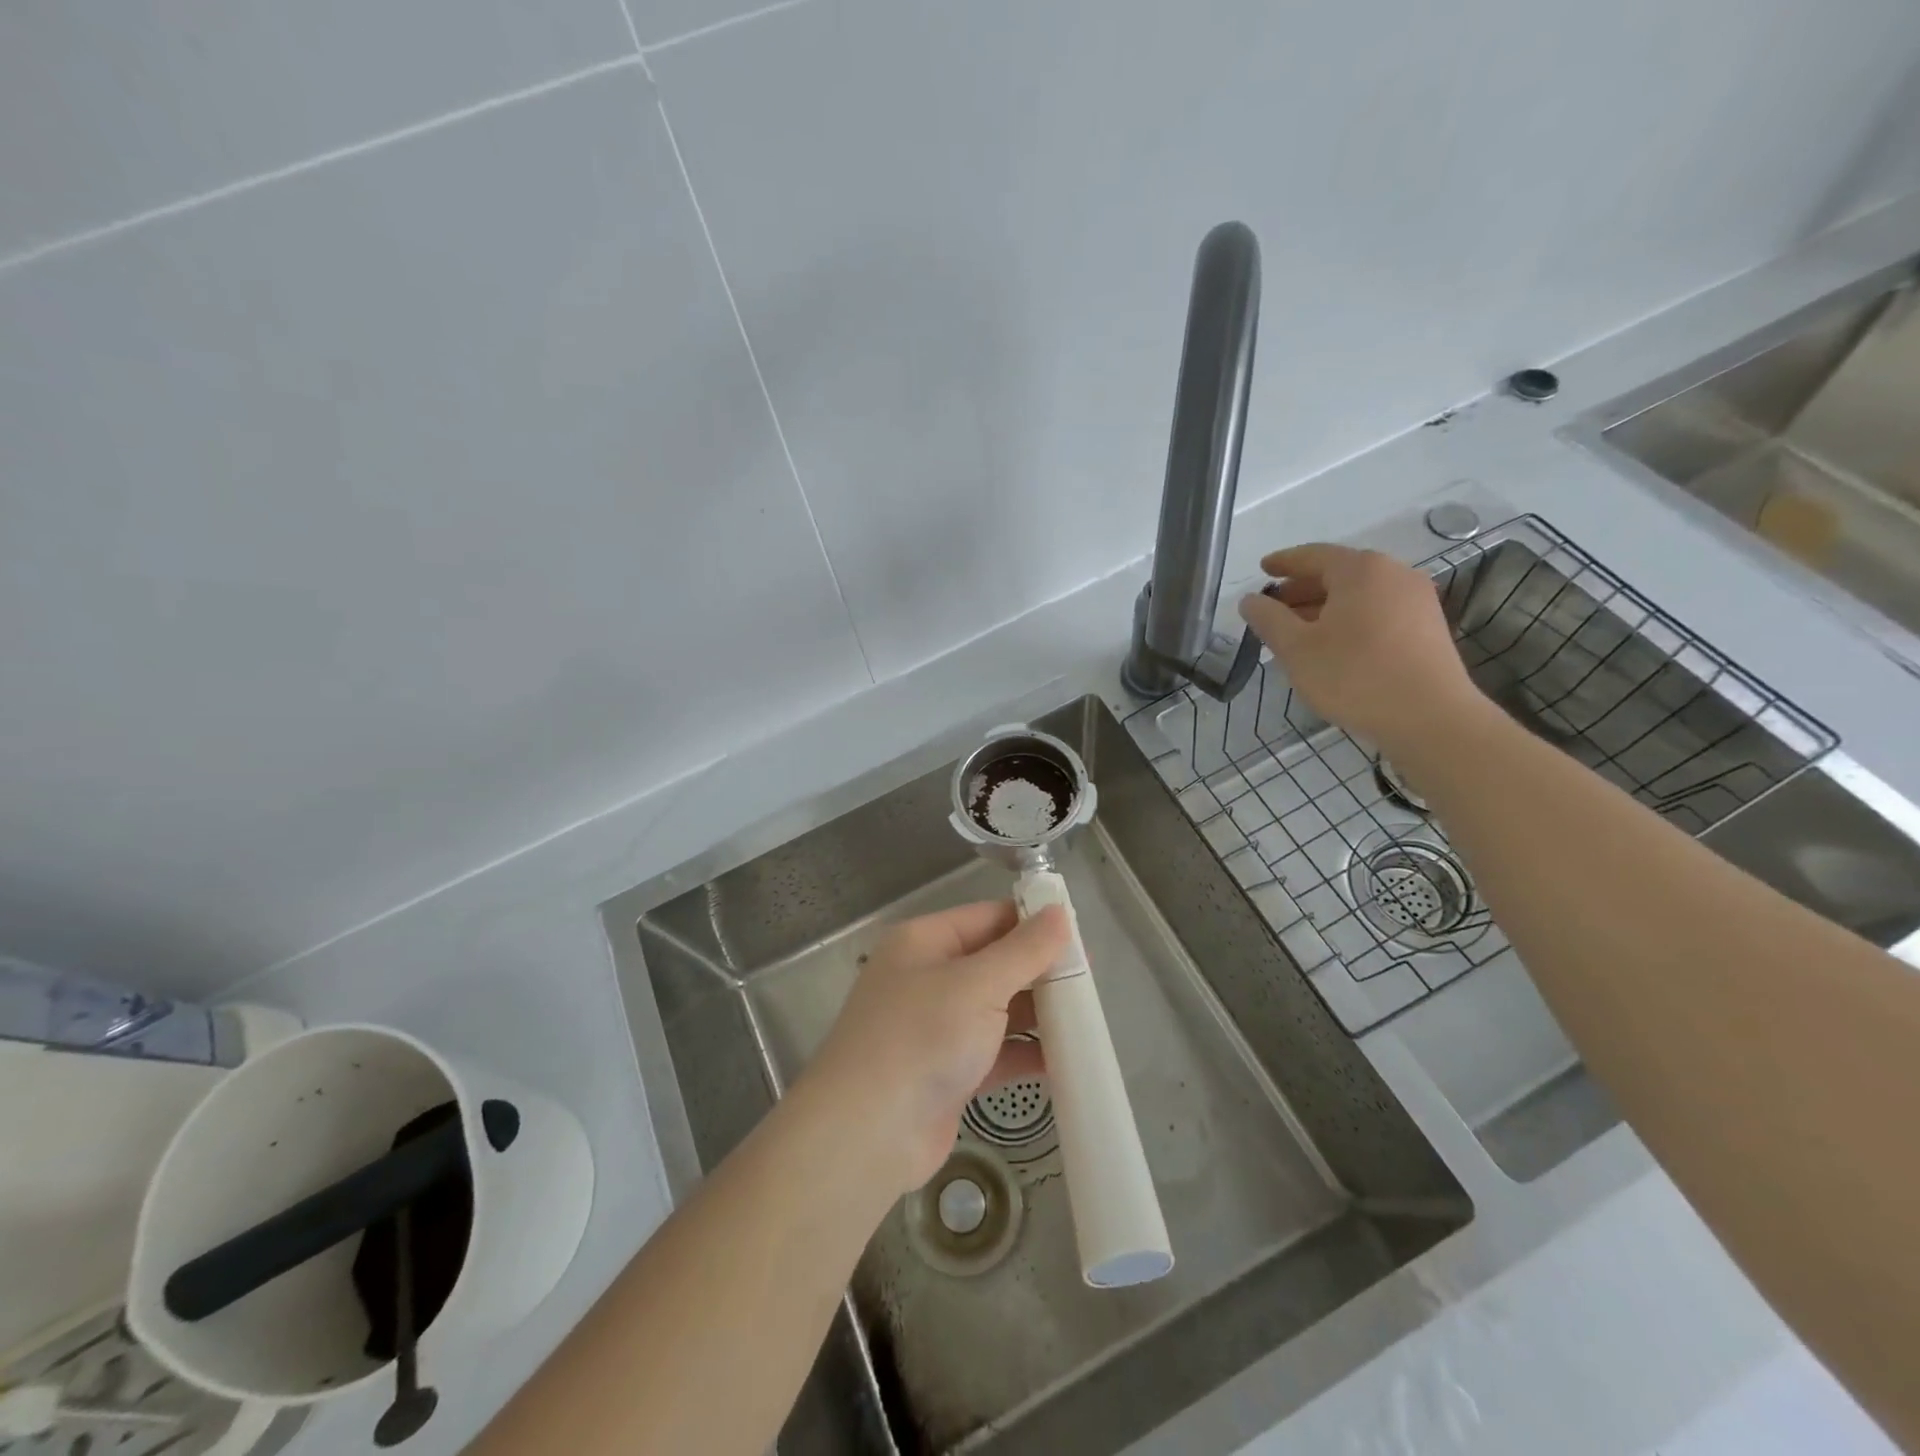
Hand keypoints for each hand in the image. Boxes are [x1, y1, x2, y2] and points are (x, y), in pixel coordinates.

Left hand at [804, 901, 1069, 1193]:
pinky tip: (1063, 1061)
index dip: (1033, 923)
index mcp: (925, 941)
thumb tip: (1060, 912)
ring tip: (1086, 1020)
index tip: (1081, 937)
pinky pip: (994, 1051)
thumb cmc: (921, 1038)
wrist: (867, 1134)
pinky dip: (1023, 1053)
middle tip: (1090, 982)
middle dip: (1039, 971)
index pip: (988, 917)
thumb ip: (1024, 950)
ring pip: (997, 1008)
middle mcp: (927, 977)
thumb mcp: (978, 984)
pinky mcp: (946, 1071)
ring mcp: (935, 1026)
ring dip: (1036, 1014)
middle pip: (994, 962)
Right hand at [1237, 543, 1486, 756]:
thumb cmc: (1354, 676)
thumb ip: (1268, 619)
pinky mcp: (1428, 627)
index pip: (1312, 555)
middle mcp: (1393, 574)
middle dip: (1302, 589)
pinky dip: (1350, 619)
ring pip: (1359, 595)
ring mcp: (1416, 600)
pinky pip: (1378, 611)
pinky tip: (1333, 646)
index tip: (1262, 569)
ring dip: (1325, 607)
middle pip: (1338, 573)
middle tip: (1273, 608)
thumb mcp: (1296, 649)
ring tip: (1298, 631)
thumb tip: (1250, 600)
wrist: (1430, 717)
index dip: (1283, 562)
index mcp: (1360, 570)